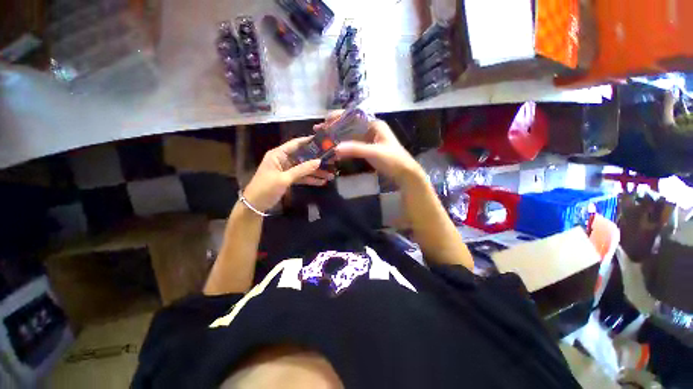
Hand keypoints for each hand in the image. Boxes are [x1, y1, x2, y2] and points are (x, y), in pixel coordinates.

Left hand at [242, 137, 334, 211]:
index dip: (309, 141)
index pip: (295, 144)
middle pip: (303, 157)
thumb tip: (319, 161)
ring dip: (316, 172)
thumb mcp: (284, 178)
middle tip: (331, 160)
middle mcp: (283, 160)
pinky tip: (322, 181)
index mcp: (278, 154)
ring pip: (304, 168)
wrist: (254, 206)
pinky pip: (302, 177)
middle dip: (316, 160)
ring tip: (330, 174)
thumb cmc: (266, 188)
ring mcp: (287, 170)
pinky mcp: (289, 179)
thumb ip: (302, 170)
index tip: (323, 141)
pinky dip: (311, 179)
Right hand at [332, 116, 423, 185]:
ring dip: (337, 137)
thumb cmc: (393, 159)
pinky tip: (334, 150)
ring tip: (323, 139)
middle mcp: (370, 129)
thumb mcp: (375, 152)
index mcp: (374, 124)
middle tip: (319, 130)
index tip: (325, 120)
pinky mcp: (367, 149)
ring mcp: (368, 139)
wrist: (404, 173)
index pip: (353, 116)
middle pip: (349, 125)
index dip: (338, 116)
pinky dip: (343, 147)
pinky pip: (352, 145)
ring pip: (349, 135)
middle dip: (334, 127)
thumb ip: (355, 149)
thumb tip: (335, 148)